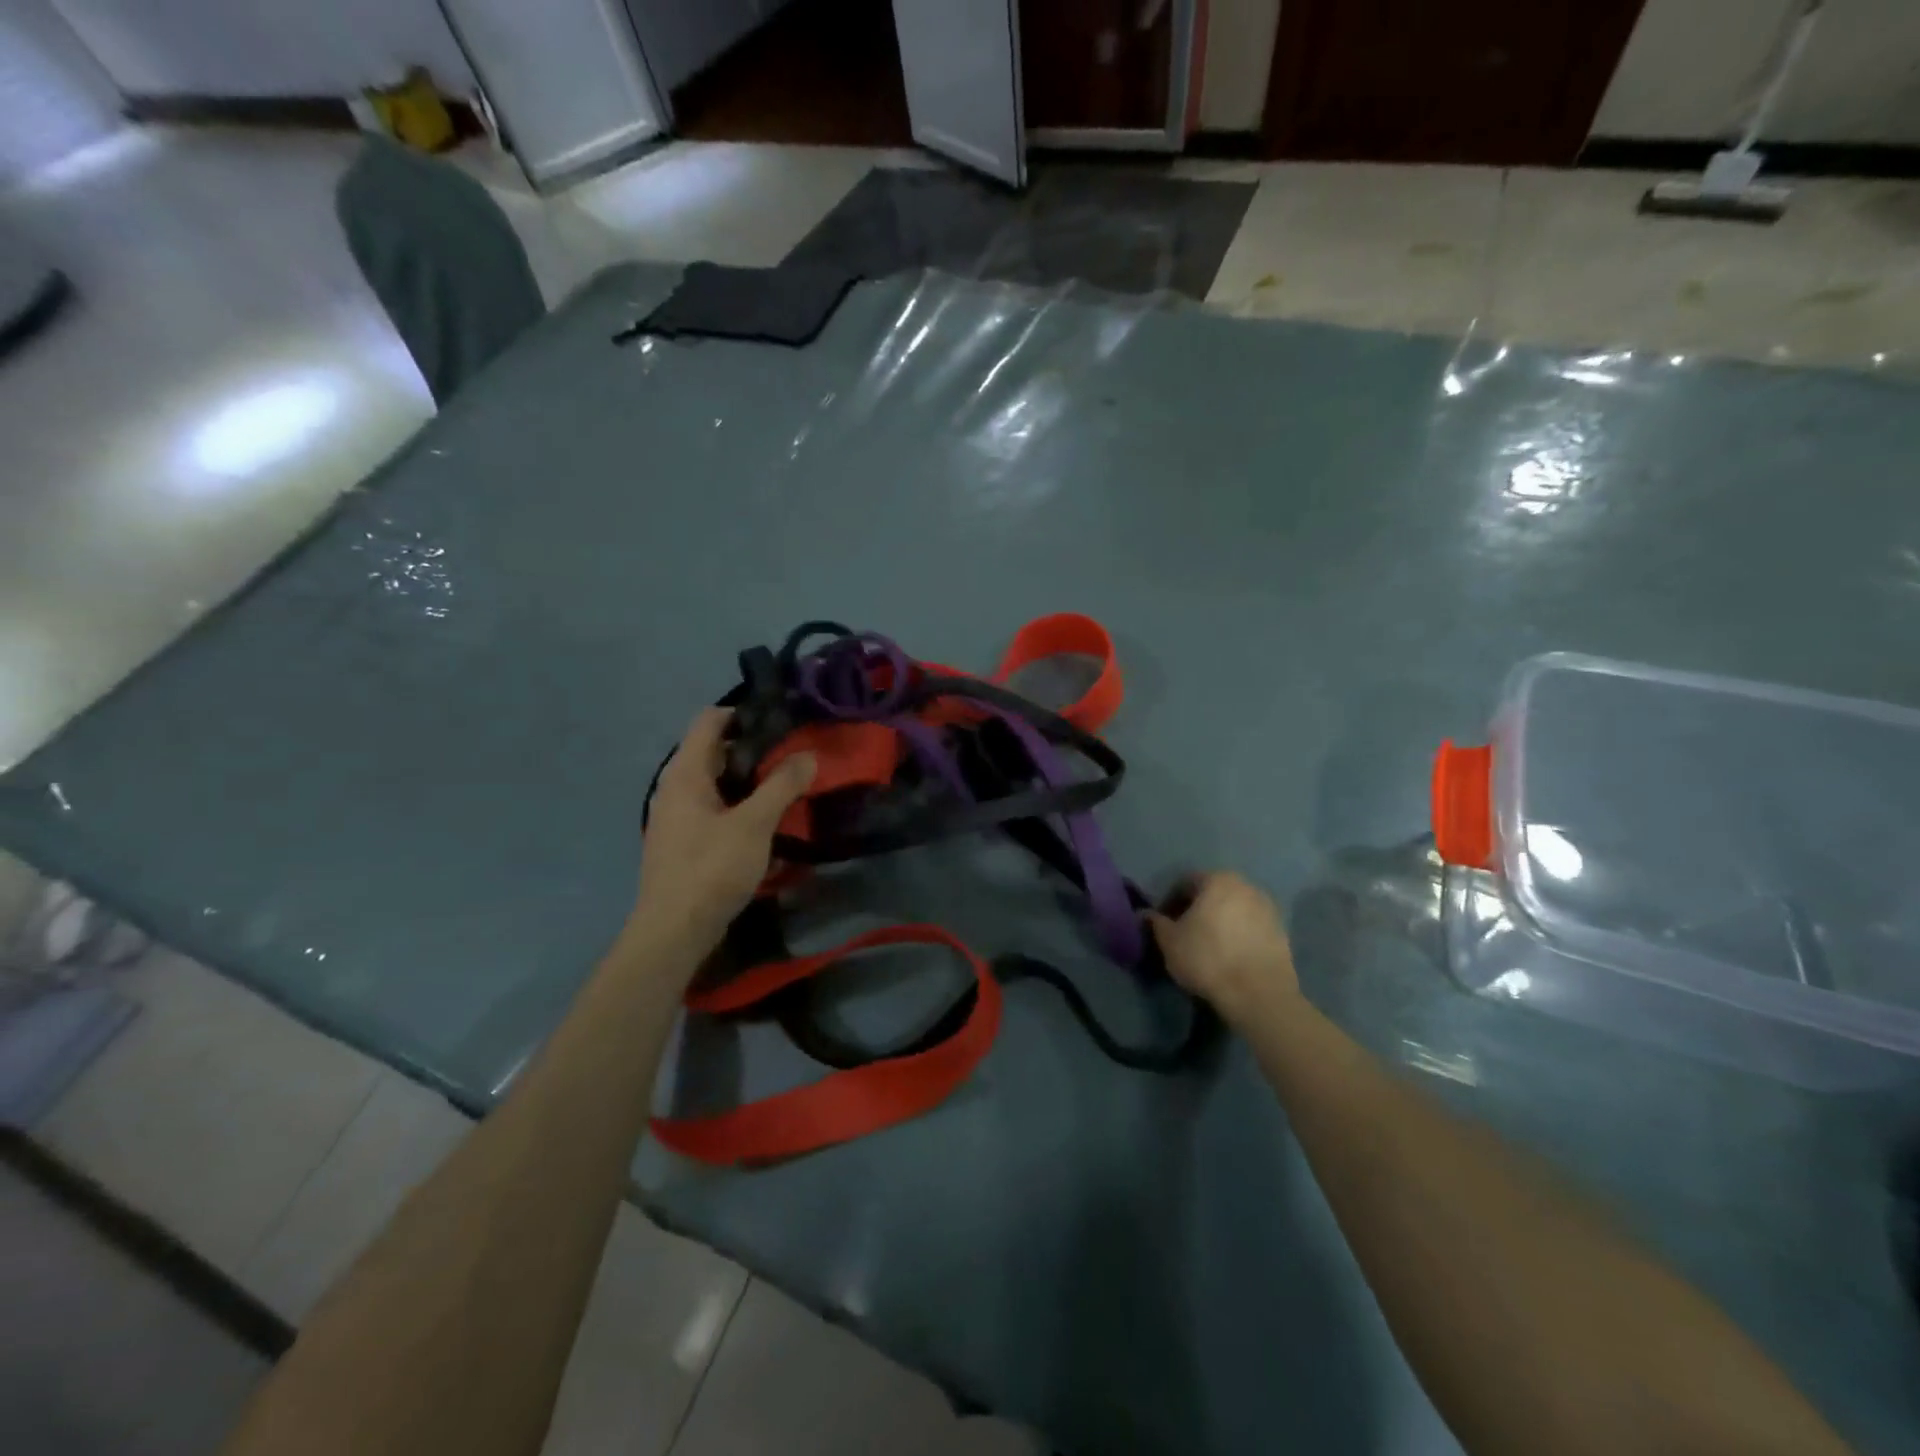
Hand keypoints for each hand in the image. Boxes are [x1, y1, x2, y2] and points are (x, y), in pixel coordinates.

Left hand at [635, 708, 815, 948]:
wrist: (674, 931)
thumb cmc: (711, 868)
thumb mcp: (754, 824)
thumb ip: (783, 785)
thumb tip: (809, 756)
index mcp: (685, 773)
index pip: (709, 721)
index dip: (743, 713)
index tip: (780, 720)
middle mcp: (674, 787)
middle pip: (714, 751)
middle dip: (754, 749)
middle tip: (793, 754)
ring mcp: (676, 816)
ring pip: (716, 783)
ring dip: (749, 781)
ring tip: (787, 785)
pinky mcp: (684, 842)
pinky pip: (714, 810)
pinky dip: (739, 807)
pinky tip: (766, 822)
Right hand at [1149, 872, 1298, 1028]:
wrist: (1259, 995)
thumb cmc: (1208, 959)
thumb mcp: (1169, 941)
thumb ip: (1155, 922)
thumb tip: (1144, 914)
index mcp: (1218, 880)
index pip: (1185, 883)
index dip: (1170, 903)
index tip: (1164, 924)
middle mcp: (1246, 886)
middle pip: (1212, 894)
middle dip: (1196, 910)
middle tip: (1184, 934)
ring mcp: (1268, 909)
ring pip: (1233, 910)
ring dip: (1219, 922)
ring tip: (1208, 947)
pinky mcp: (1282, 933)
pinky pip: (1251, 927)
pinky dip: (1238, 935)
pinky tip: (1230, 957)